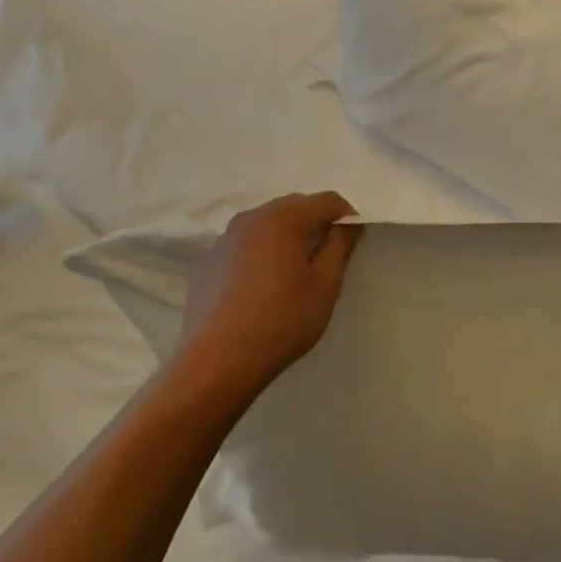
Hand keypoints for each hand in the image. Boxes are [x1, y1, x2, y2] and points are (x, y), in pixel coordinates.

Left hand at [176, 192, 362, 385]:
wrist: (217, 361)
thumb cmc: (282, 321)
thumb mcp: (325, 285)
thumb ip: (340, 246)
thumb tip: (349, 224)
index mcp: (283, 219)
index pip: (326, 200)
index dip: (346, 216)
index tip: (352, 242)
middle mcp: (251, 218)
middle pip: (294, 206)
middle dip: (315, 222)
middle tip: (327, 255)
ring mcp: (224, 239)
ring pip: (266, 223)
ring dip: (286, 235)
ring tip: (294, 270)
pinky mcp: (208, 262)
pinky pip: (244, 244)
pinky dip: (260, 252)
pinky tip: (262, 285)